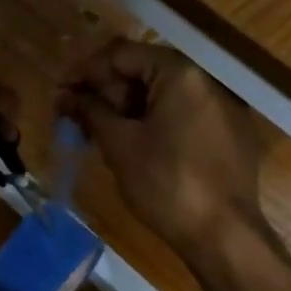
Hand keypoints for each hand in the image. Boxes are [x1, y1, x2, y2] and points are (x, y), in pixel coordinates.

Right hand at [56, 38, 263, 255]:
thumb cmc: (166, 185)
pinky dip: (154, 123)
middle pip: (145, 72)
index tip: (60, 92)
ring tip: (96, 132)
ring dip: (127, 109)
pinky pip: (184, 116)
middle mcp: (207, 81)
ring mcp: (223, 108)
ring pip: (163, 96)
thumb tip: (65, 95)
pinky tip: (131, 144)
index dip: (85, 71)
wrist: (224, 236)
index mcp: (181, 73)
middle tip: (73, 115)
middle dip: (105, 91)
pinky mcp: (230, 134)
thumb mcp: (120, 145)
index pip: (122, 54)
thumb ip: (91, 111)